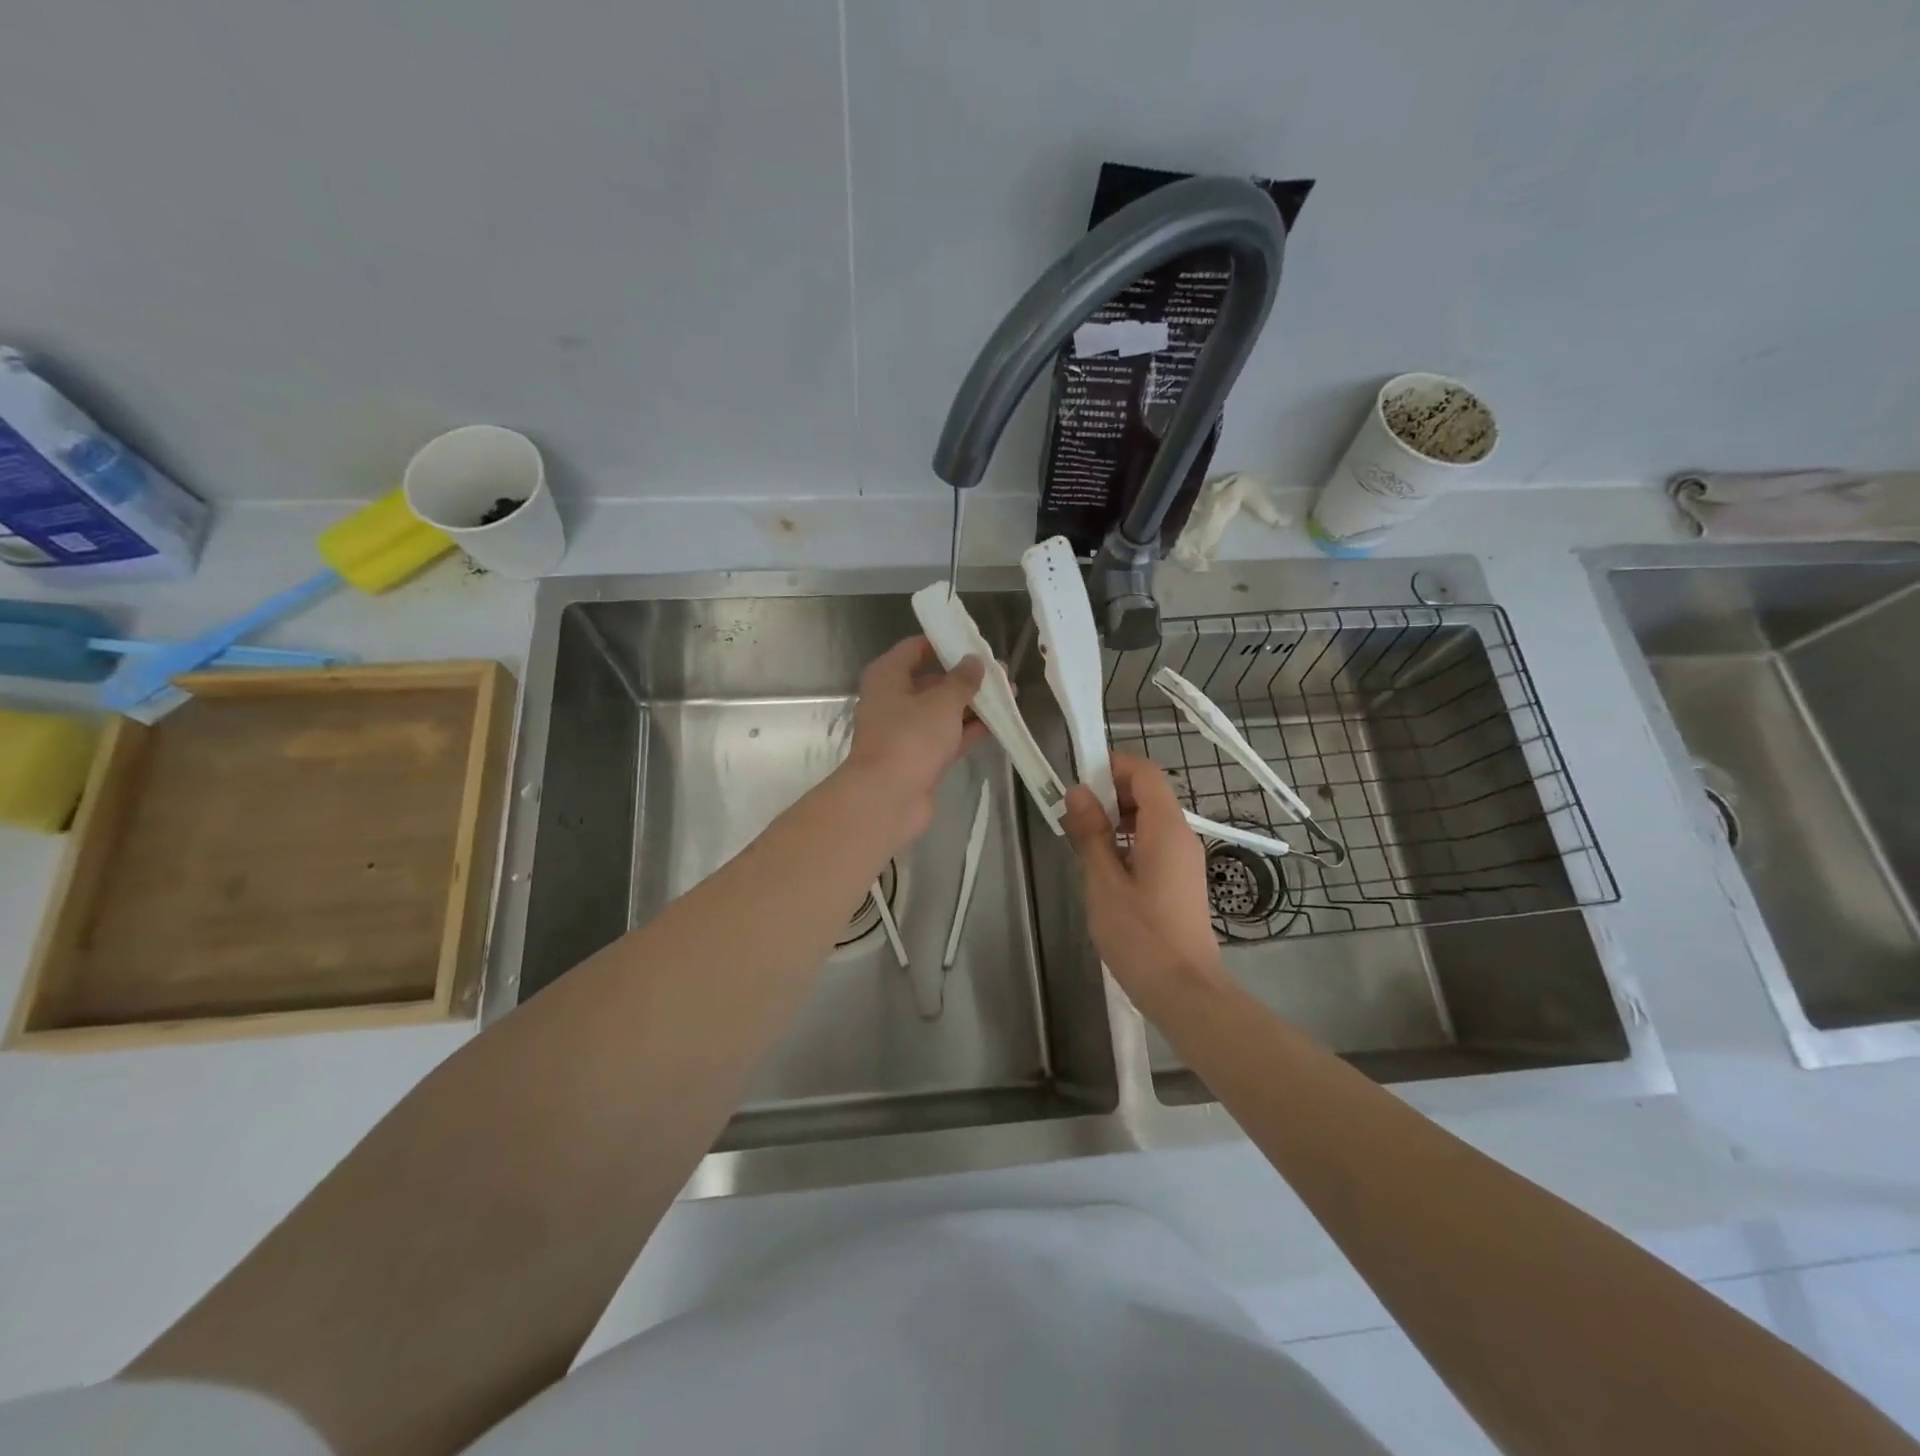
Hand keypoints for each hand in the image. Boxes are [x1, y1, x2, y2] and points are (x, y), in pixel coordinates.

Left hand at [840, 636, 986, 842]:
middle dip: (966, 678)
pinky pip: (947, 737)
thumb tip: (974, 661)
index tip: (974, 644)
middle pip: (931, 681)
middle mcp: (892, 700)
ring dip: (972, 705)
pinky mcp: (918, 758)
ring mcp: (905, 732)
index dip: (944, 644)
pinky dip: (969, 730)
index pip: (914, 649)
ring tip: (1009, 696)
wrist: (887, 798)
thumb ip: (962, 680)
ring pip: (942, 711)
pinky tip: (999, 724)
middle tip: (1001, 674)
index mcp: (887, 677)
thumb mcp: (942, 702)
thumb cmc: (910, 738)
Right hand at [1063, 753, 1227, 1013]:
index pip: (1144, 772)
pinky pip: (1153, 842)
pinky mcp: (1181, 880)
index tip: (1077, 781)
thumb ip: (1090, 834)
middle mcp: (1181, 835)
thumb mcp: (1104, 883)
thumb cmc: (1141, 936)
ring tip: (1083, 842)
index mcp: (1165, 828)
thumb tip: (1077, 791)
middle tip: (1073, 815)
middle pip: (1148, 792)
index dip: (1111, 766)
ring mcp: (1184, 858)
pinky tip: (1104, 868)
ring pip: (1149, 819)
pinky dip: (1127, 841)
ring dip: (1116, 819)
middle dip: (1109, 793)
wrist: (1185, 991)